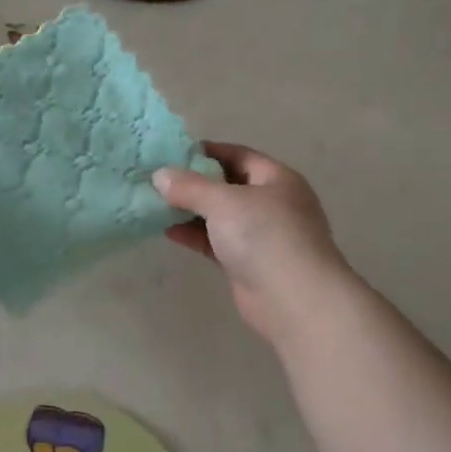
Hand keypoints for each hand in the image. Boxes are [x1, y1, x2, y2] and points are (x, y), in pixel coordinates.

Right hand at [152, 143, 353, 344]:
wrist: (294, 300)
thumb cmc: (264, 236)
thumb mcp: (223, 201)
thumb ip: (189, 186)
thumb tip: (160, 175)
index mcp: (277, 179)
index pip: (238, 155)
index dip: (206, 152)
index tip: (171, 153)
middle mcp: (272, 203)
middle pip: (227, 185)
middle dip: (194, 183)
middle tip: (158, 179)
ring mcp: (261, 236)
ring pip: (220, 216)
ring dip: (191, 210)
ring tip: (156, 204)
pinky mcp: (248, 263)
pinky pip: (216, 241)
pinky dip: (195, 235)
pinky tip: (168, 231)